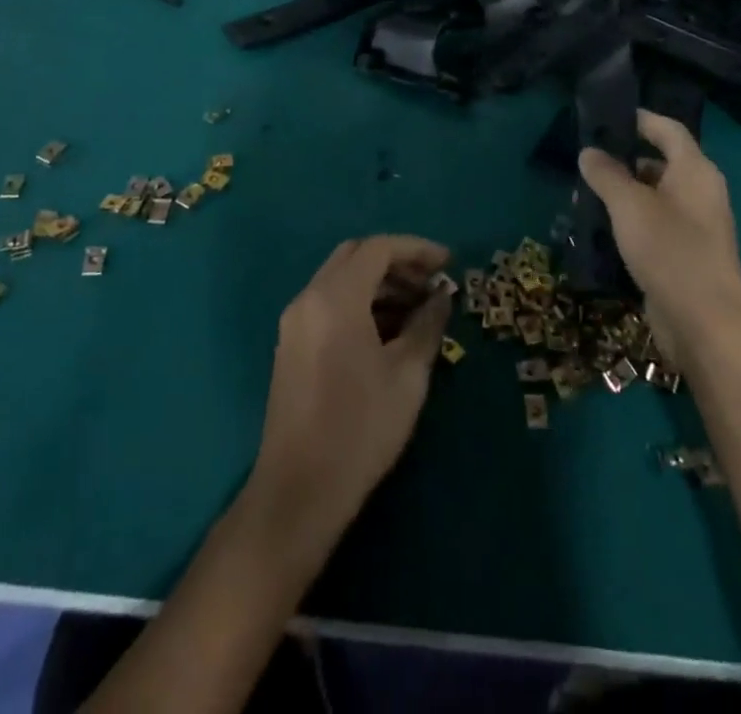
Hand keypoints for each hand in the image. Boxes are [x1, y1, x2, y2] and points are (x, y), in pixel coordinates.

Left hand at [246, 236, 453, 554]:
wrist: (299, 492)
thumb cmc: (360, 429)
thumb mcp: (408, 375)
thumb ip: (427, 324)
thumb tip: (441, 297)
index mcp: (335, 298)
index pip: (378, 248)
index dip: (417, 249)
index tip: (449, 263)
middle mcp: (308, 298)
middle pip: (355, 256)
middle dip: (397, 263)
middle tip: (432, 283)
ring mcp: (295, 322)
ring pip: (341, 280)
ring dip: (379, 284)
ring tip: (418, 310)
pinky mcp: (291, 345)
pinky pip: (329, 304)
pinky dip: (360, 303)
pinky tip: (389, 332)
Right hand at [579, 111, 740, 359]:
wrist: (706, 322)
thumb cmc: (669, 249)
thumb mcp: (629, 205)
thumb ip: (606, 174)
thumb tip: (589, 152)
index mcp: (695, 170)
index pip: (668, 129)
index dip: (640, 119)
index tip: (607, 117)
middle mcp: (700, 192)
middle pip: (661, 162)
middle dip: (624, 160)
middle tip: (587, 161)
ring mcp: (696, 226)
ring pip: (655, 197)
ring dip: (624, 193)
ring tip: (586, 195)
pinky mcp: (686, 255)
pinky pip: (656, 225)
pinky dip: (632, 221)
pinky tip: (603, 230)